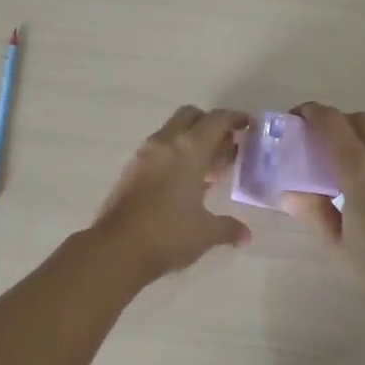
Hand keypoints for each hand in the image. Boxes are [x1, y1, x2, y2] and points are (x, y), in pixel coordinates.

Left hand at [90, 106, 252, 282]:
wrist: (116, 248)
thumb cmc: (168, 235)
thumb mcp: (206, 233)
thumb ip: (228, 228)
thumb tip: (245, 235)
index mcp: (189, 149)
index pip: (216, 120)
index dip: (234, 118)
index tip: (248, 125)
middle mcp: (166, 142)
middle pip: (191, 116)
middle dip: (210, 124)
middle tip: (226, 145)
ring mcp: (144, 154)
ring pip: (172, 131)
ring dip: (191, 139)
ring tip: (208, 168)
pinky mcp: (131, 168)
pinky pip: (159, 148)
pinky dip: (174, 153)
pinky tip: (183, 182)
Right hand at [282, 103, 364, 322]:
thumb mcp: (335, 245)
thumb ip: (312, 211)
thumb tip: (288, 193)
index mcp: (360, 171)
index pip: (332, 123)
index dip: (312, 112)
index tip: (296, 118)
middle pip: (359, 119)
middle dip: (335, 120)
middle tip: (318, 140)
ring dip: (362, 129)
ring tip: (348, 152)